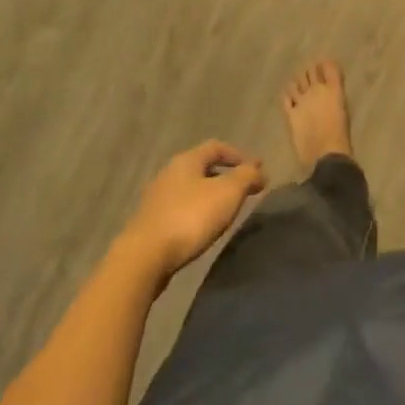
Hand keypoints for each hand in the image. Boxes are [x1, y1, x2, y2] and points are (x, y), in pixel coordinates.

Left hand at [117, 141, 266, 284]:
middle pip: (202, 167)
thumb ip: (246, 177)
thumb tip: (259, 170)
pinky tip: (204, 227)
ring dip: (211, 195)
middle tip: (245, 189)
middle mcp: (169, 173)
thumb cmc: (190, 217)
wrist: (144, 257)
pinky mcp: (151, 223)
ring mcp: (157, 199)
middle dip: (225, 175)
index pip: (216, 147)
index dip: (239, 155)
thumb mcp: (228, 193)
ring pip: (190, 189)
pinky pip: (181, 208)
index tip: (258, 168)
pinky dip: (197, 211)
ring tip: (227, 210)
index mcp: (186, 160)